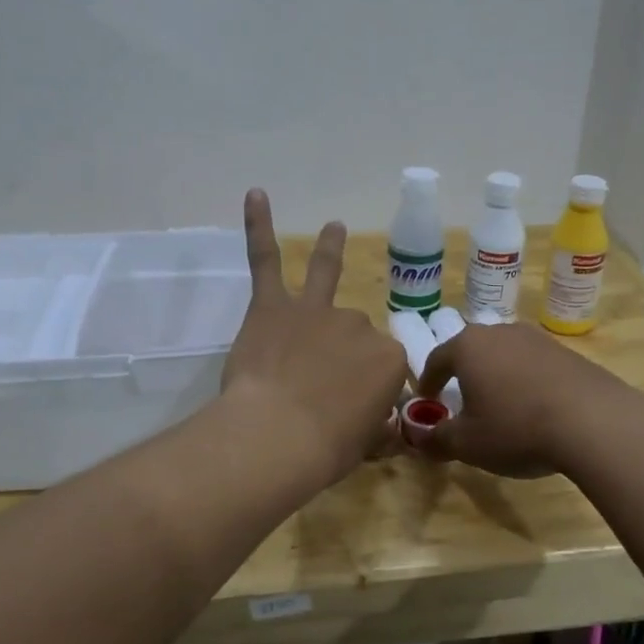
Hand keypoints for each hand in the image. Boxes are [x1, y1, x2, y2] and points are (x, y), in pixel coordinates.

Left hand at [221, 190, 407, 482]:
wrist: (278, 436)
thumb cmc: (327, 448)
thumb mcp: (367, 445)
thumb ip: (378, 430)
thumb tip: (387, 431)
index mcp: (388, 358)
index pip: (385, 365)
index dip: (369, 386)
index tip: (354, 411)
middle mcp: (357, 324)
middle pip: (354, 330)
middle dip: (342, 352)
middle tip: (319, 388)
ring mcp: (315, 310)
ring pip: (325, 273)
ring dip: (331, 249)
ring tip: (335, 227)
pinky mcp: (272, 306)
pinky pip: (265, 260)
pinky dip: (258, 227)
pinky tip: (256, 195)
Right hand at [416, 321, 639, 477]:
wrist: (593, 422)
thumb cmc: (516, 428)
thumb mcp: (467, 443)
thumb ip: (437, 439)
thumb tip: (418, 439)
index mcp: (468, 347)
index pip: (436, 359)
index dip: (428, 382)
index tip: (427, 402)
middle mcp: (500, 333)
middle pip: (472, 351)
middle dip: (463, 375)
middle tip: (461, 401)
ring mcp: (537, 339)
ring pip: (505, 355)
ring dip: (497, 376)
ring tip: (500, 405)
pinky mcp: (567, 353)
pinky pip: (534, 365)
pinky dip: (526, 382)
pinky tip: (534, 408)